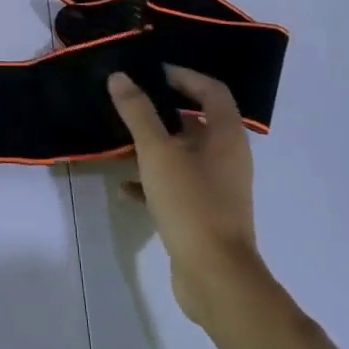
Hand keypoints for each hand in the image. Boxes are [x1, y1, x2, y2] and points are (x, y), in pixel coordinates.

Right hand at [108, 67, 261, 325]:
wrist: (215, 277)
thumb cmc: (191, 203)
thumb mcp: (157, 152)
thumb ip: (137, 113)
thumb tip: (120, 77)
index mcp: (226, 136)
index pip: (212, 91)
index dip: (185, 76)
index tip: (153, 72)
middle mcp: (228, 157)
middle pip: (197, 121)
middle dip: (163, 110)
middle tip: (132, 102)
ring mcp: (218, 187)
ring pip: (184, 154)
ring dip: (155, 145)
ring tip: (121, 141)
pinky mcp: (205, 213)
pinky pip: (177, 185)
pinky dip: (153, 180)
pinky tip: (123, 186)